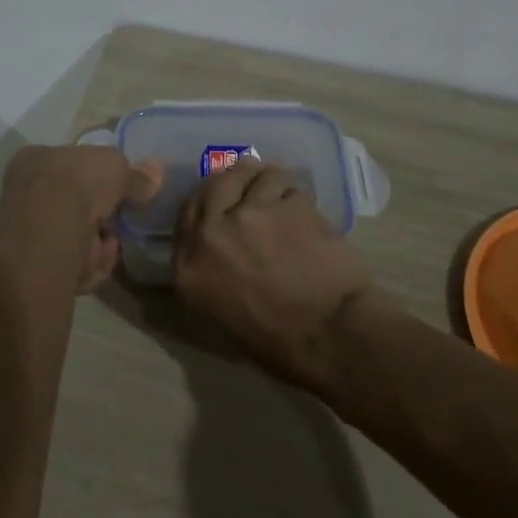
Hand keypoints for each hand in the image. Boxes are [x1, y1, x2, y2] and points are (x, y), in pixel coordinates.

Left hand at [0, 145, 160, 293]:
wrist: (49, 233)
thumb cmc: (78, 182)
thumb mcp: (116, 165)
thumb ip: (135, 174)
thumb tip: (155, 172)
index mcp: (35, 159)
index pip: (70, 167)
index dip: (98, 181)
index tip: (119, 192)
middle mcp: (24, 194)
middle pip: (75, 206)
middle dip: (102, 218)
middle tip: (118, 221)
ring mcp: (26, 233)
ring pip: (77, 239)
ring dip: (99, 245)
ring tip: (107, 245)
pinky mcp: (34, 269)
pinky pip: (73, 267)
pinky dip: (89, 266)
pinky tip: (93, 262)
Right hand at [172, 160, 373, 393]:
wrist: (329, 336)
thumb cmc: (278, 342)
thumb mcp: (221, 312)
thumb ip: (210, 269)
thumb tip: (220, 243)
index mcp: (188, 267)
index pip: (187, 213)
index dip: (207, 200)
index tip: (223, 199)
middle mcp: (210, 233)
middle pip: (216, 184)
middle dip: (234, 180)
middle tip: (251, 183)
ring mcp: (248, 214)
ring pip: (256, 176)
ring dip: (270, 183)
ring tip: (285, 199)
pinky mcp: (285, 205)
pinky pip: (288, 188)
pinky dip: (297, 198)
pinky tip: (307, 215)